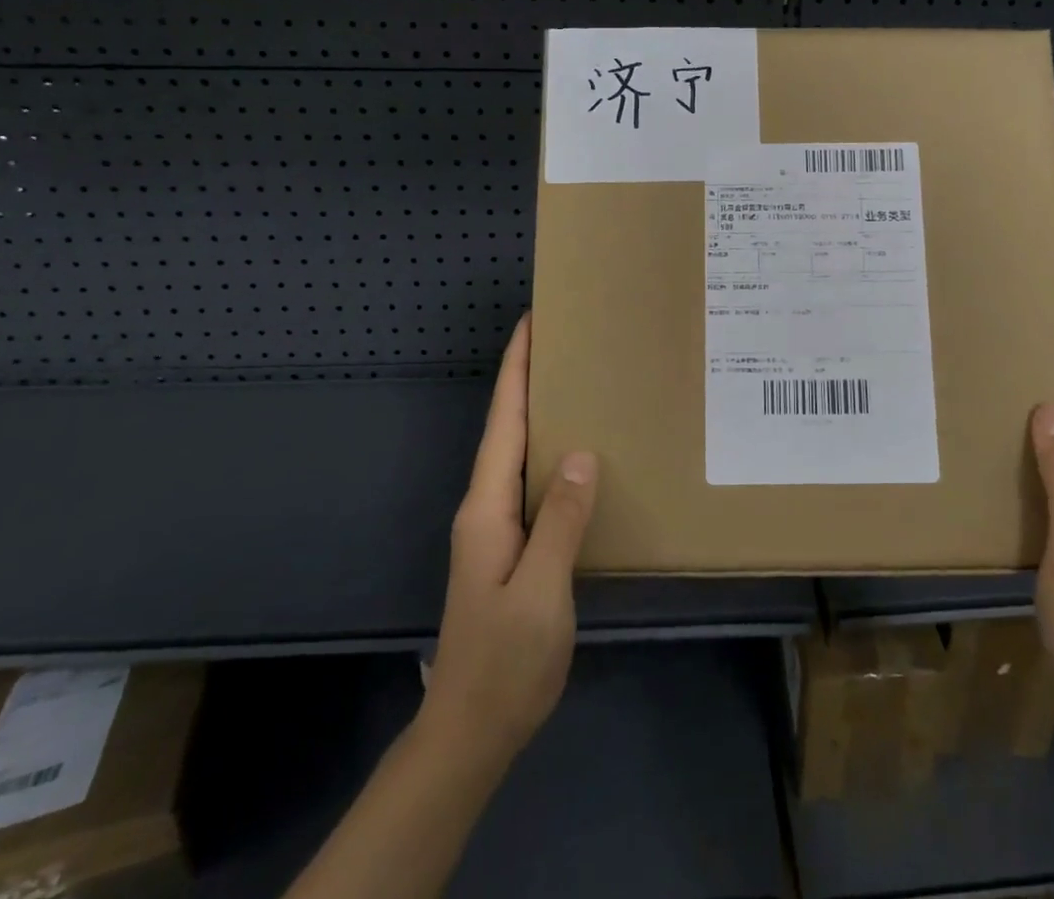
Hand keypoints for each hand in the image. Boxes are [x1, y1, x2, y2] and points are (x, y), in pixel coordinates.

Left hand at [421, 314, 599, 770]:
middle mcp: (485, 507)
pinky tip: (577, 454)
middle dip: (528, 378)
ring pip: (518, 453)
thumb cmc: (505, 661)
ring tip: (576, 380)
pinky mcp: (510, 547)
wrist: (471, 731)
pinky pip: (531, 482)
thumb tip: (581, 453)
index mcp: (487, 507)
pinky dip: (550, 451)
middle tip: (564, 340)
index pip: (503, 422)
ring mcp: (495, 528)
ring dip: (539, 411)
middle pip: (507, 428)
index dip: (516, 370)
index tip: (532, 322)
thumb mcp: (541, 592)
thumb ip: (560, 521)